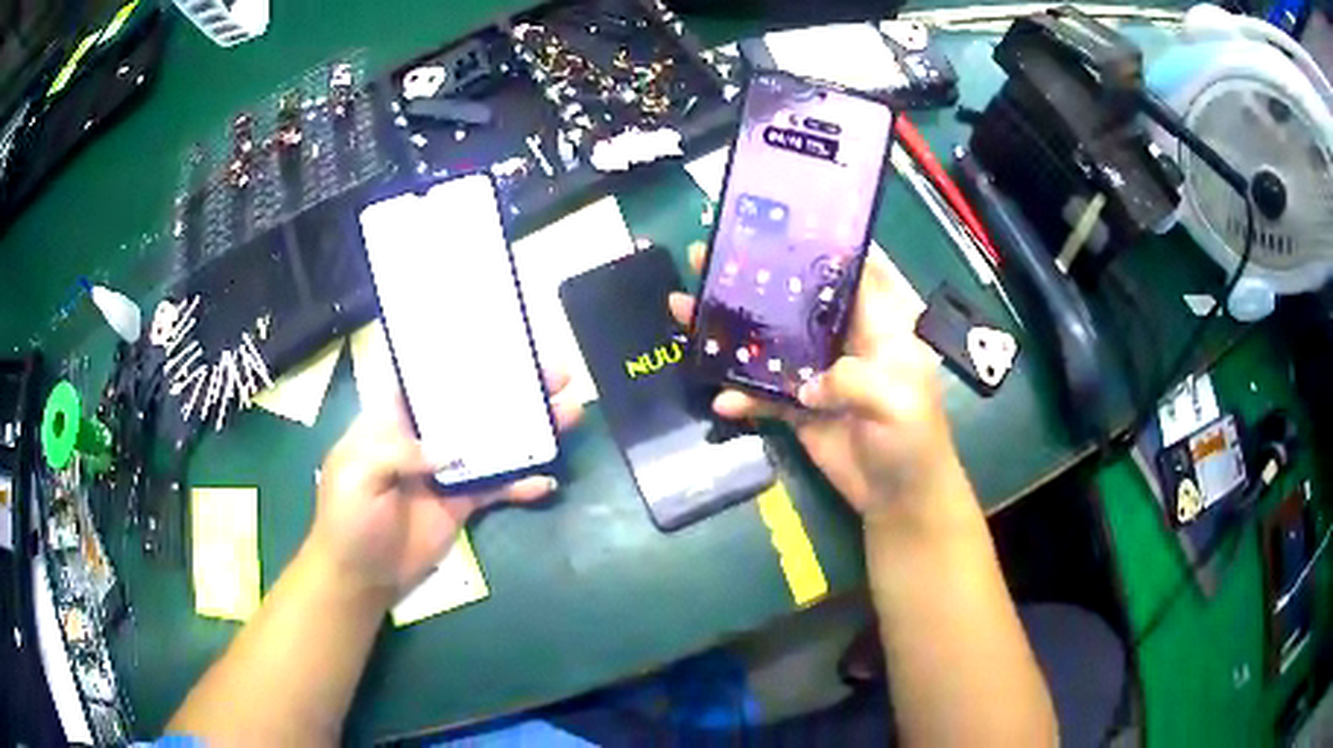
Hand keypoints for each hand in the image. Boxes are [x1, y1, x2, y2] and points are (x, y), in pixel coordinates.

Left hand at [304, 371, 582, 604]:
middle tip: (558, 375)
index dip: (466, 360)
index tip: (505, 344)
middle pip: (474, 407)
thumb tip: (450, 451)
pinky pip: (497, 487)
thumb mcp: (356, 473)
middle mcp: (427, 438)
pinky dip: (522, 484)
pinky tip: (547, 480)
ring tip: (569, 413)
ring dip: (529, 431)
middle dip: (514, 390)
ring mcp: (448, 471)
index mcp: (395, 419)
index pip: (433, 380)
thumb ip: (397, 452)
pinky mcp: (463, 503)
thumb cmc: (348, 517)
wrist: (360, 575)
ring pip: (494, 443)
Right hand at [669, 243, 967, 522]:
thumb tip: (805, 385)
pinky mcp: (798, 407)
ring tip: (684, 311)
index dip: (816, 244)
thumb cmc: (914, 442)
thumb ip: (853, 379)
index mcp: (879, 324)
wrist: (899, 500)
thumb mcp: (899, 401)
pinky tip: (720, 401)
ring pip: (769, 342)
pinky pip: (762, 393)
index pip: (848, 269)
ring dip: (730, 331)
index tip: (773, 224)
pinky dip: (741, 396)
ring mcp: (817, 373)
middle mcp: (844, 339)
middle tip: (706, 257)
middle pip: (794, 299)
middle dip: (754, 280)